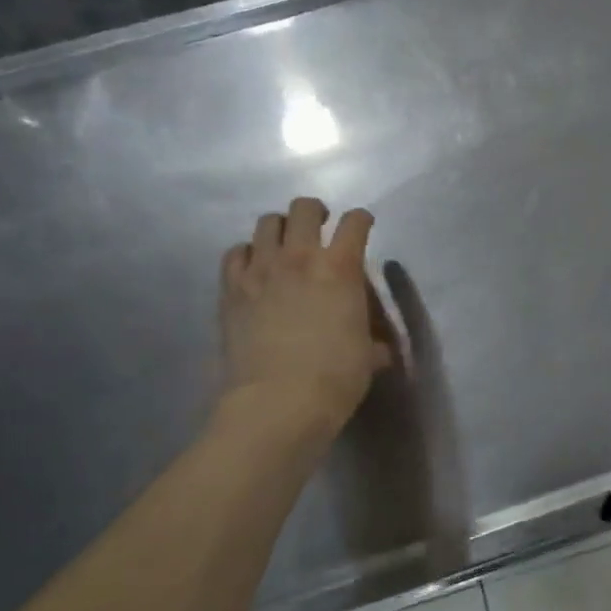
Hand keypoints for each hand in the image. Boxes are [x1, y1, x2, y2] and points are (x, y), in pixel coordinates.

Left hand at [216, 197, 392, 432]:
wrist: (278, 401)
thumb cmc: (335, 377)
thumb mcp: (368, 355)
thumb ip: (373, 340)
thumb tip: (379, 348)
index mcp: (340, 268)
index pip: (355, 223)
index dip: (362, 220)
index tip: (363, 225)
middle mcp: (299, 257)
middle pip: (304, 209)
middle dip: (316, 212)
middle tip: (320, 227)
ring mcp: (260, 270)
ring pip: (267, 223)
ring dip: (281, 229)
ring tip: (285, 245)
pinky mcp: (231, 289)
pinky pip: (235, 253)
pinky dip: (247, 253)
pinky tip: (255, 268)